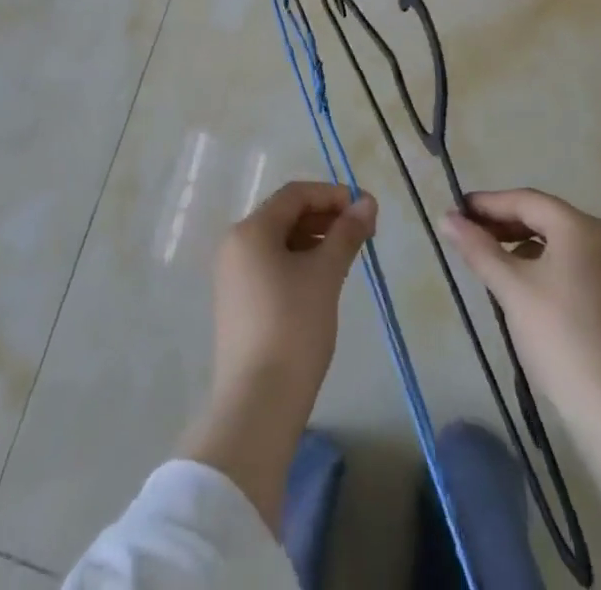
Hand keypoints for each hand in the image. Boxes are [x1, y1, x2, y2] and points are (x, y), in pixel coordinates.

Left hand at [179, 181, 376, 524]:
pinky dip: (299, 261)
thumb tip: (367, 203)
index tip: (366, 209)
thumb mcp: (325, 275)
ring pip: (279, 241)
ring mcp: (233, 276)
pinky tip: (323, 279)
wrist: (257, 405)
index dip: (333, 195)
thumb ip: (346, 234)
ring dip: (314, 239)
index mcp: (251, 230)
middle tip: (362, 231)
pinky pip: (271, 265)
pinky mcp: (238, 303)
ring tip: (347, 254)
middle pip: (285, 215)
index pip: (295, 194)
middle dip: (325, 217)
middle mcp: (235, 245)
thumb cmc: (293, 327)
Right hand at [445, 191, 600, 587]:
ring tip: (487, 261)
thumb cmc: (562, 343)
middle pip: (543, 216)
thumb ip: (478, 249)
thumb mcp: (511, 291)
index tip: (456, 207)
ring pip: (557, 241)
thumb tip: (446, 218)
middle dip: (503, 222)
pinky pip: (570, 264)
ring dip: (521, 245)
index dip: (489, 201)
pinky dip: (541, 265)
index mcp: (580, 227)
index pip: (526, 199)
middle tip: (467, 233)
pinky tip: (521, 287)